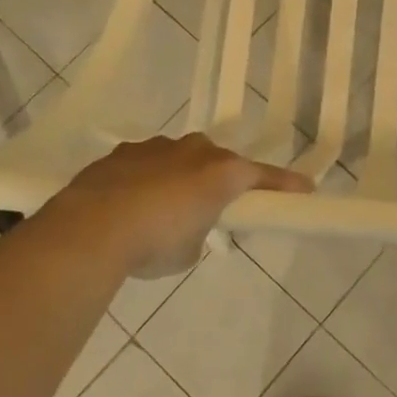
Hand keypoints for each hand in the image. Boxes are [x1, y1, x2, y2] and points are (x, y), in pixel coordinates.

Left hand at [54, 134, 311, 277]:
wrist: (92, 227)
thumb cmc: (156, 242)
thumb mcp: (191, 249)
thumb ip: (200, 231)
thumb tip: (188, 225)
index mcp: (221, 172)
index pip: (263, 177)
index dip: (285, 185)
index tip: (305, 188)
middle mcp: (194, 151)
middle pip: (218, 161)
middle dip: (220, 179)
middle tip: (213, 206)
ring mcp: (156, 147)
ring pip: (179, 158)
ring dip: (180, 177)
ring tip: (163, 209)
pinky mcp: (123, 153)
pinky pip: (146, 163)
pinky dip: (146, 179)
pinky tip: (130, 203)